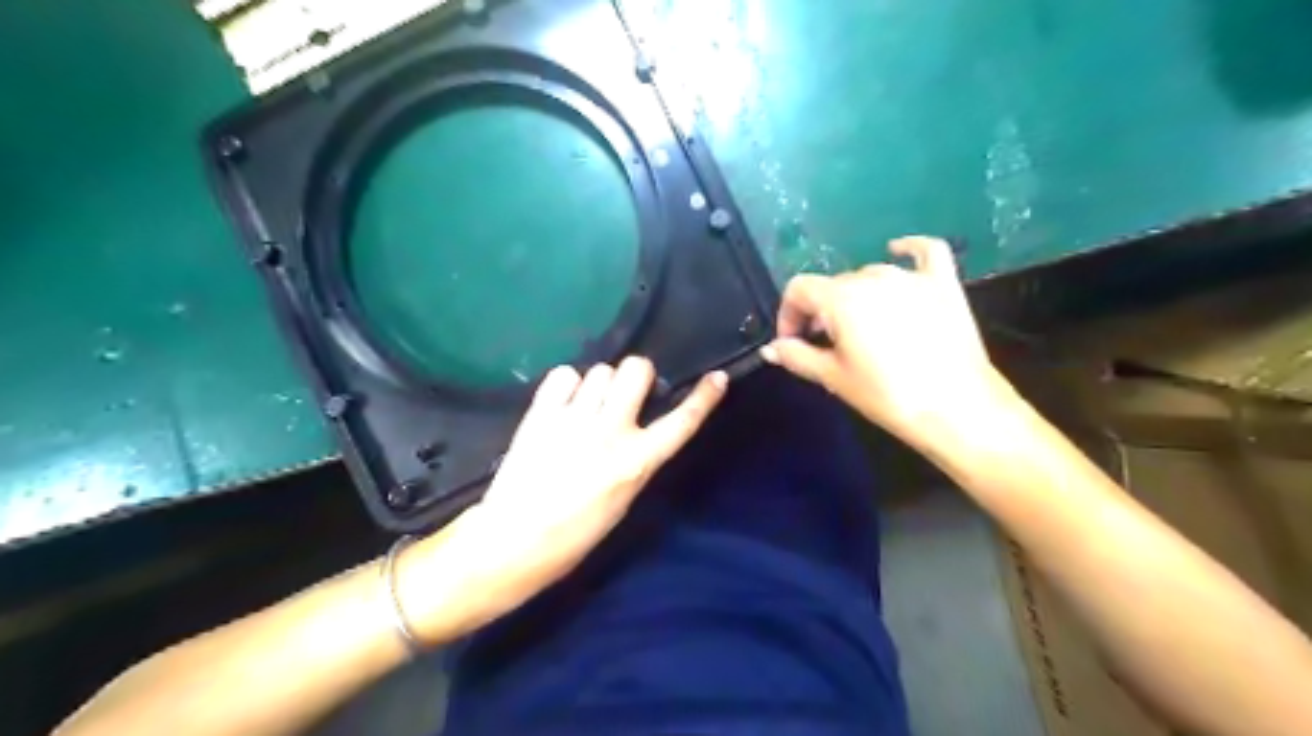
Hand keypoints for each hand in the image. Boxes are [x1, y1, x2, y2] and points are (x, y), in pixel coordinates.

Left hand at [400, 355, 728, 644]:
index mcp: (637, 462)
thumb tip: (638, 428)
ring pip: (601, 370)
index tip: (717, 377)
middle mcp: (611, 432)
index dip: (704, 397)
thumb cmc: (574, 535)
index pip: (682, 421)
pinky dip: (566, 385)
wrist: (514, 542)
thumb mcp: (622, 501)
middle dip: (636, 376)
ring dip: (599, 385)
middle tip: (623, 396)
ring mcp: (574, 419)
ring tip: (585, 408)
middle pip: (636, 369)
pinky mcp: (541, 414)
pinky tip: (561, 405)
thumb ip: (636, 459)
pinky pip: (564, 374)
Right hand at [760, 236, 1012, 454]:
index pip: (799, 290)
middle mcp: (873, 278)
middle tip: (825, 344)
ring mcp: (911, 277)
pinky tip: (897, 249)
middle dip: (820, 311)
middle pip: (833, 285)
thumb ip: (798, 356)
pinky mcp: (943, 284)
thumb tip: (771, 348)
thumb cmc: (888, 395)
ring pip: (869, 275)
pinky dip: (908, 248)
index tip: (793, 341)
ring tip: (859, 327)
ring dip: (855, 296)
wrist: (957, 409)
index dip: (788, 314)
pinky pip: (924, 252)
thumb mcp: (834, 378)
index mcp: (841, 299)